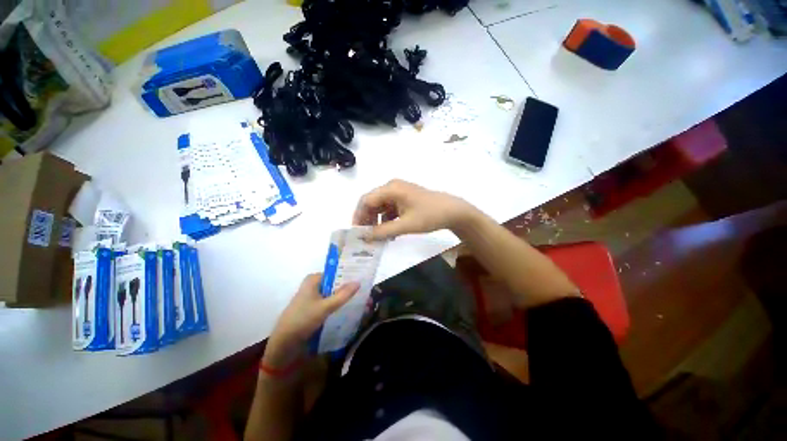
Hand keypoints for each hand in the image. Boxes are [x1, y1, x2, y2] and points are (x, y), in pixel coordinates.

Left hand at [264, 274, 358, 368]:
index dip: (349, 275)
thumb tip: (358, 282)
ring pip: (332, 294)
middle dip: (348, 288)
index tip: (363, 279)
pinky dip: (337, 304)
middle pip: (335, 283)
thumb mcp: (325, 307)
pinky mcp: (312, 308)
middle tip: (364, 291)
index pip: (336, 272)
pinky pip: (328, 302)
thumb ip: (343, 295)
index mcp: (313, 279)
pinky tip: (348, 309)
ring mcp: (312, 297)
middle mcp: (313, 285)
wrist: (284, 344)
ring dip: (343, 297)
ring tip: (360, 299)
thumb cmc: (303, 320)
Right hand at [353, 179, 476, 239]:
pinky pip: (391, 209)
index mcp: (391, 188)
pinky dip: (388, 220)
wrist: (453, 212)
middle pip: (373, 202)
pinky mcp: (405, 199)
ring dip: (378, 221)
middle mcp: (393, 187)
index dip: (359, 216)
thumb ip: (383, 231)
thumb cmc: (430, 216)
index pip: (366, 200)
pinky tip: (390, 233)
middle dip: (368, 220)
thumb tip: (364, 237)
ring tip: (379, 238)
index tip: (357, 232)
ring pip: (381, 207)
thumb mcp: (405, 225)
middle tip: (367, 237)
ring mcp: (400, 192)